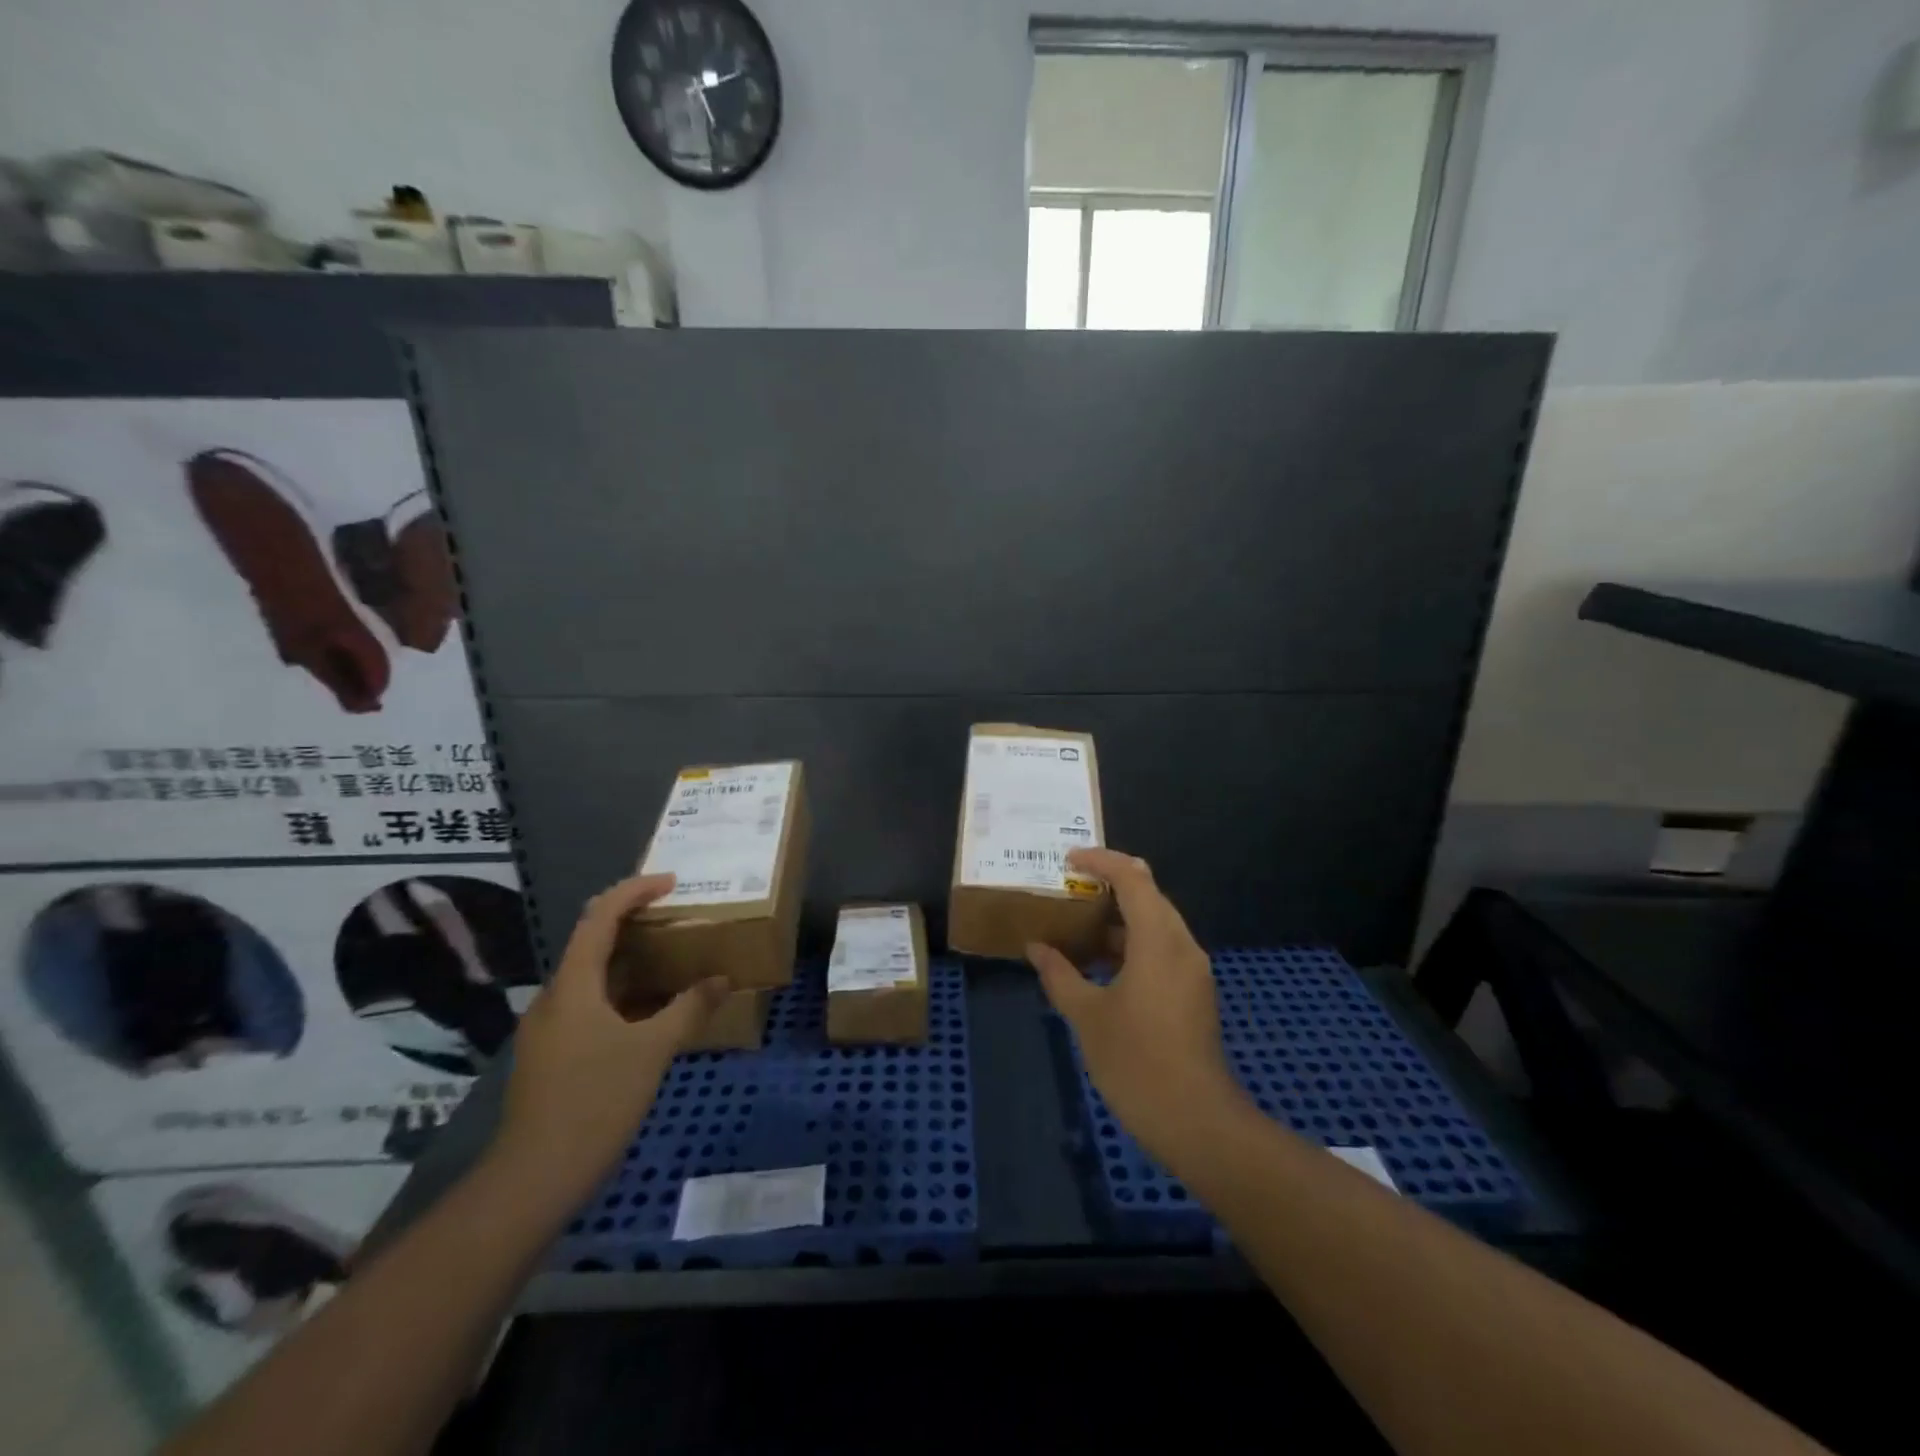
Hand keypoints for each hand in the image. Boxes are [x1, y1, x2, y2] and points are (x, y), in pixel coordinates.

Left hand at [491, 874, 728, 1203]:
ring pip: (590, 976)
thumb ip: (689, 1009)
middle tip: (674, 916)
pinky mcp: (550, 1054)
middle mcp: (554, 998)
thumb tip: (722, 980)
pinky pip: (588, 1004)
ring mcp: (548, 1028)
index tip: (671, 882)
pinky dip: (620, 993)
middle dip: (632, 921)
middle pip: (591, 941)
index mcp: (573, 986)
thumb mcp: (652, 1051)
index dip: (634, 891)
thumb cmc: (595, 1102)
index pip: (599, 917)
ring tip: (669, 959)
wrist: (533, 1178)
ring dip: (628, 959)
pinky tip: (647, 1011)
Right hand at [1026, 848, 1245, 1169]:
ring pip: (1156, 924)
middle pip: (1149, 895)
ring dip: (1119, 918)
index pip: (1133, 877)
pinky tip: (1101, 965)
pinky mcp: (1194, 993)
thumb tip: (1036, 948)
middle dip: (1109, 886)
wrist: (1197, 1122)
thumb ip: (1060, 975)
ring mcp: (1193, 970)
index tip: (1068, 861)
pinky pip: (1162, 949)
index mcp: (1158, 940)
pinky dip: (1131, 944)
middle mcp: (1182, 945)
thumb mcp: (1087, 1016)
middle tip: (1069, 889)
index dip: (1101, 861)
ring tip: (1078, 924)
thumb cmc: (1137, 1061)